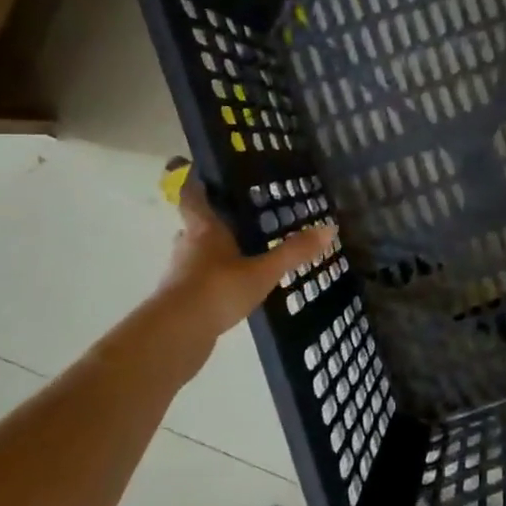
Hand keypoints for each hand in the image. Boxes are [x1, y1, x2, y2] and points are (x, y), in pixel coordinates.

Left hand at [157, 177, 336, 336]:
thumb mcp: (263, 271)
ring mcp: (181, 273)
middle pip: (196, 225)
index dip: (196, 182)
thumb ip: (294, 252)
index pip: (193, 196)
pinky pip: (198, 279)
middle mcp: (188, 245)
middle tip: (238, 217)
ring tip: (241, 252)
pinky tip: (232, 287)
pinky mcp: (180, 298)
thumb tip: (330, 227)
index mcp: (204, 229)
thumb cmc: (218, 290)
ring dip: (213, 251)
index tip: (201, 171)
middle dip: (214, 221)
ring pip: (197, 253)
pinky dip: (212, 278)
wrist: (176, 334)